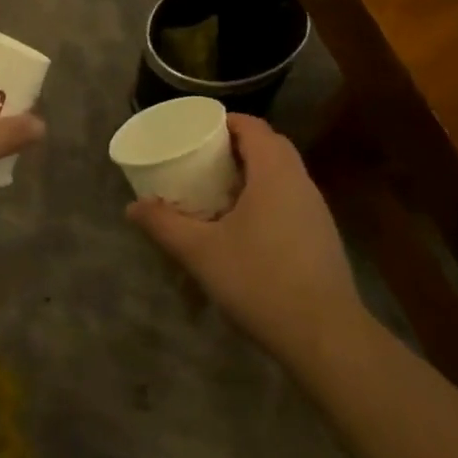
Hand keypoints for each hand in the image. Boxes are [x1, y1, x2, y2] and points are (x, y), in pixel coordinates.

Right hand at [127, 115, 364, 366]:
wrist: (325, 336)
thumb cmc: (260, 281)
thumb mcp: (201, 253)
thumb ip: (165, 225)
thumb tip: (132, 207)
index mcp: (274, 171)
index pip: (252, 125)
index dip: (224, 121)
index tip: (197, 132)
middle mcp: (300, 180)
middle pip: (269, 145)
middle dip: (236, 147)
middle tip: (203, 161)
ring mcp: (316, 208)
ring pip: (282, 173)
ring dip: (253, 173)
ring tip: (219, 192)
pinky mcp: (323, 234)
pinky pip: (291, 197)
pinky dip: (267, 196)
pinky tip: (247, 227)